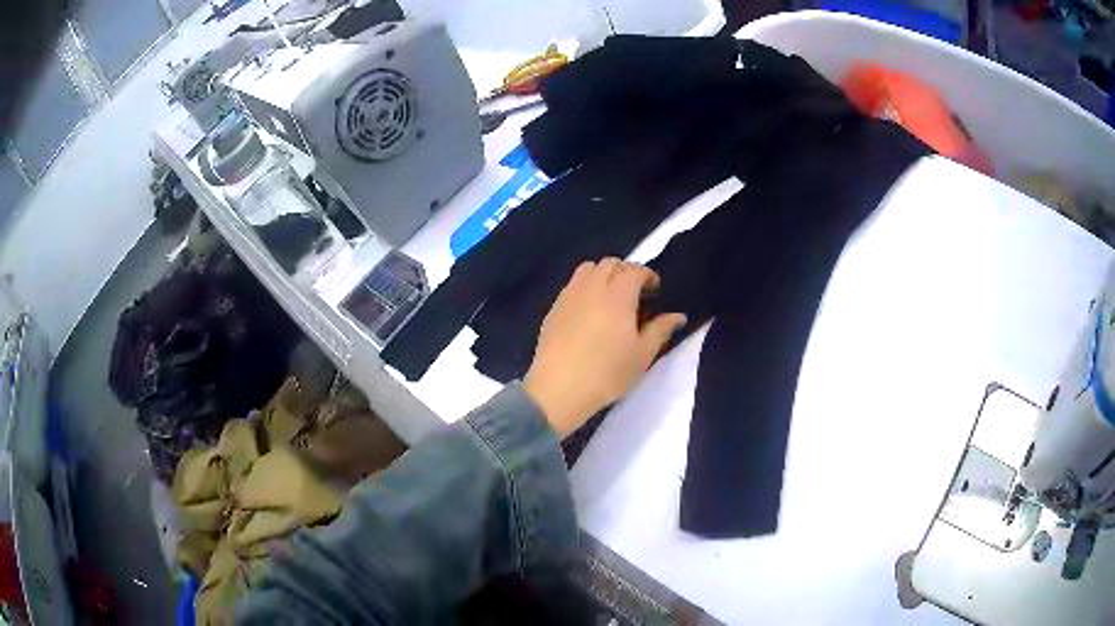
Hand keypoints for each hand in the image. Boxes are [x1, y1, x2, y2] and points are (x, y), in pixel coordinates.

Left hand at [523, 258, 686, 437]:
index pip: (634, 270)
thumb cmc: (607, 373)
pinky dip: (585, 287)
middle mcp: (592, 288)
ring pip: (587, 269)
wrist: (559, 389)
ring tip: (610, 297)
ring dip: (602, 274)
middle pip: (609, 263)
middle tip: (635, 293)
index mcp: (617, 295)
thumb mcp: (642, 355)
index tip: (655, 291)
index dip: (648, 275)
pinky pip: (572, 285)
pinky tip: (589, 311)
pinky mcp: (553, 309)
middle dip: (625, 271)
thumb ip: (661, 330)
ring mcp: (569, 296)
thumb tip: (678, 316)